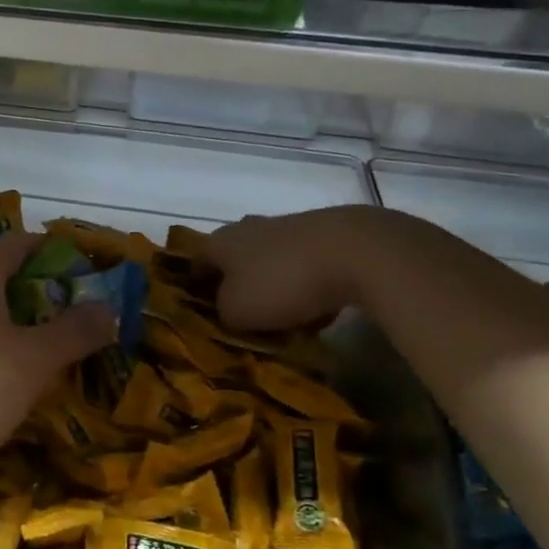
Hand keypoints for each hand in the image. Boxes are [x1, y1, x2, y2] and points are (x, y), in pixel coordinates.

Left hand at [0, 233, 114, 477]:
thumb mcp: (36, 358)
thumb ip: (75, 331)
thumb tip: (108, 309)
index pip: (17, 244)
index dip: (51, 248)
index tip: (82, 264)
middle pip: (0, 276)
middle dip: (39, 289)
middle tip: (76, 308)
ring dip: (17, 320)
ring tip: (51, 341)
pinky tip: (12, 370)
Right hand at [207, 207, 367, 331]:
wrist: (354, 252)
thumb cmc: (280, 282)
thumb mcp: (236, 311)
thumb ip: (222, 313)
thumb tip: (228, 309)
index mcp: (220, 242)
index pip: (195, 261)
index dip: (193, 286)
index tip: (200, 312)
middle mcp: (248, 228)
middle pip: (233, 260)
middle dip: (235, 286)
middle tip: (242, 316)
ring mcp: (287, 228)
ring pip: (269, 263)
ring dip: (271, 287)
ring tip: (283, 320)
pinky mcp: (322, 236)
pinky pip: (302, 267)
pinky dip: (303, 286)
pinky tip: (317, 310)